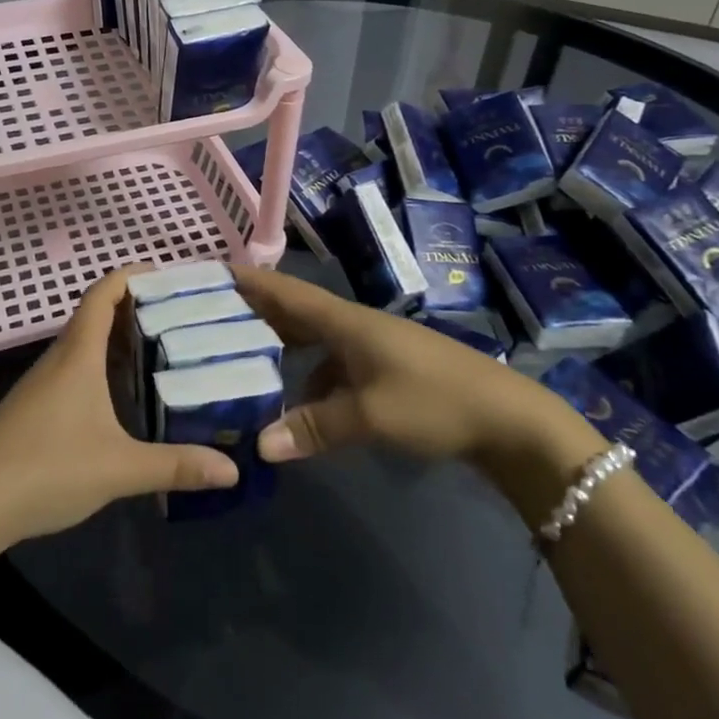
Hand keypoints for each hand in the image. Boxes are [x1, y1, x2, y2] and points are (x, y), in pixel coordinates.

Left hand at [0, 270, 237, 546]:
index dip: (130, 275)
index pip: (102, 294)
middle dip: (134, 308)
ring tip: (159, 350)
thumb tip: (231, 470)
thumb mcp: (118, 468)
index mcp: (78, 355)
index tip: (164, 272)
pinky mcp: (33, 408)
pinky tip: (120, 397)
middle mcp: (59, 359)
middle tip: (178, 315)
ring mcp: (41, 384)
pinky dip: (102, 368)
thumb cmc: (47, 467)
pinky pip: (74, 370)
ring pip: (84, 346)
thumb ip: (174, 466)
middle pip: (96, 316)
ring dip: (117, 341)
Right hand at [232, 265, 586, 474]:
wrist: (508, 419)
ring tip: (240, 360)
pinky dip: (307, 377)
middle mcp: (352, 326)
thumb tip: (260, 445)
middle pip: (294, 312)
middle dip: (254, 312)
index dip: (249, 281)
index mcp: (344, 321)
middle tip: (210, 320)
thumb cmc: (435, 401)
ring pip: (312, 340)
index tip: (210, 273)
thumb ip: (315, 427)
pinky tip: (295, 404)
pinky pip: (330, 365)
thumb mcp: (371, 416)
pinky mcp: (383, 371)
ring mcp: (369, 348)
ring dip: (279, 346)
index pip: (285, 291)